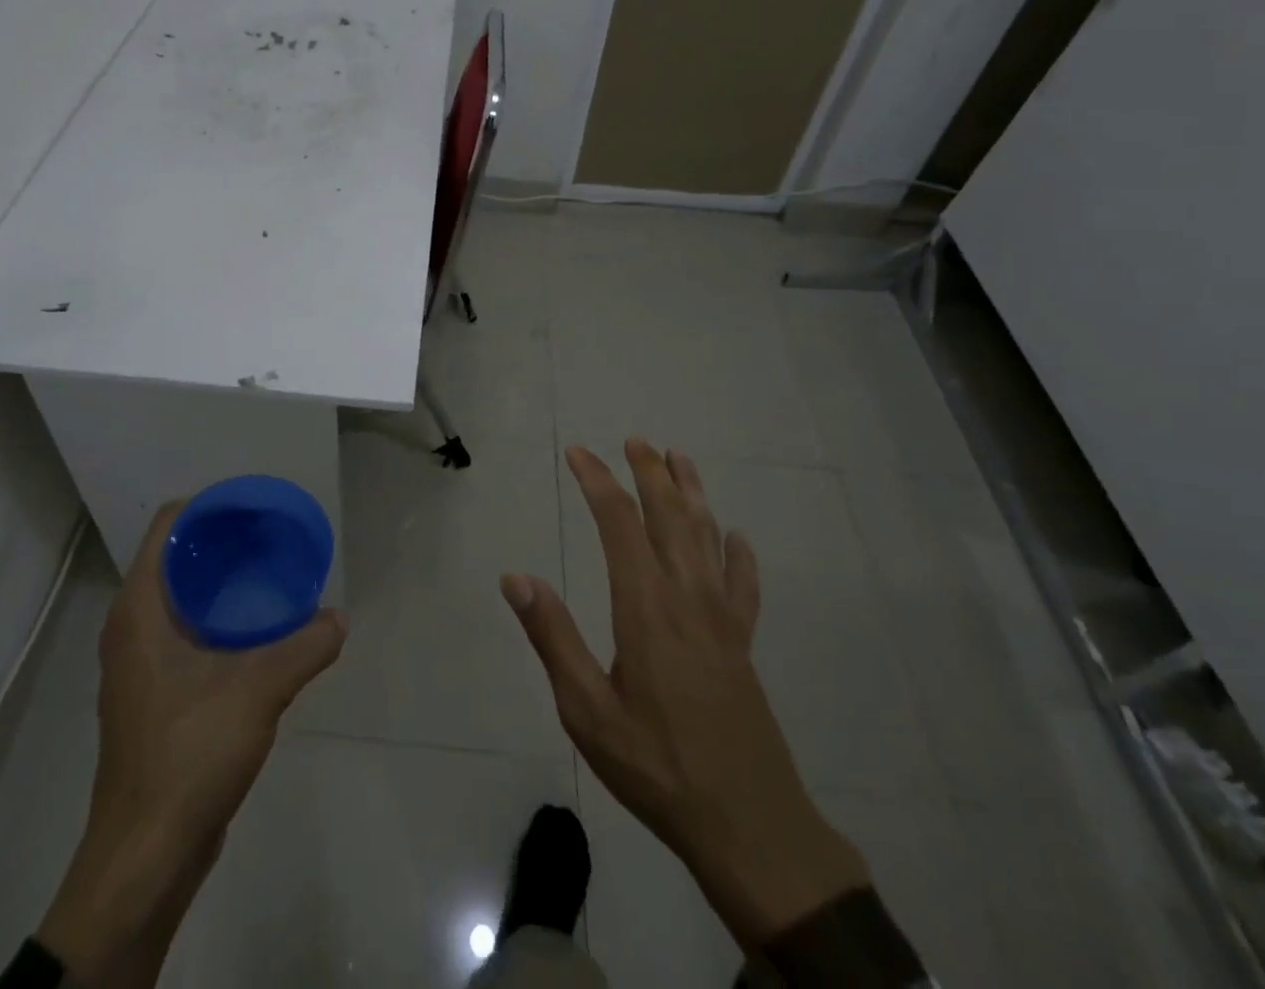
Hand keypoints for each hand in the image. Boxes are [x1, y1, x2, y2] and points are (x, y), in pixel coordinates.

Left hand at [38, 500, 346, 986]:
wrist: (146, 855)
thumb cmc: (188, 753)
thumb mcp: (258, 690)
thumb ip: (304, 647)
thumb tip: (339, 619)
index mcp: (139, 609)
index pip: (167, 527)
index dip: (208, 507)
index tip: (252, 507)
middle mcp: (130, 628)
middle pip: (175, 559)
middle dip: (222, 543)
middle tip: (271, 537)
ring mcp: (137, 665)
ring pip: (179, 600)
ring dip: (220, 584)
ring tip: (270, 576)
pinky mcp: (151, 697)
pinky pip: (183, 635)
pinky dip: (216, 621)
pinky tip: (256, 633)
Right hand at [502, 440, 869, 948]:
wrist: (749, 824)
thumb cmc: (657, 764)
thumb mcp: (587, 710)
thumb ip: (552, 638)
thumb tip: (514, 577)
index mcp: (645, 606)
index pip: (619, 523)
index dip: (598, 481)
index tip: (579, 453)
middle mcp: (687, 597)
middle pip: (670, 517)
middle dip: (651, 473)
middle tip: (636, 440)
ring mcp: (722, 619)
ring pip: (708, 538)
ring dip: (693, 494)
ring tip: (681, 460)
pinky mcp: (743, 644)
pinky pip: (743, 585)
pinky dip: (739, 555)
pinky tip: (736, 539)